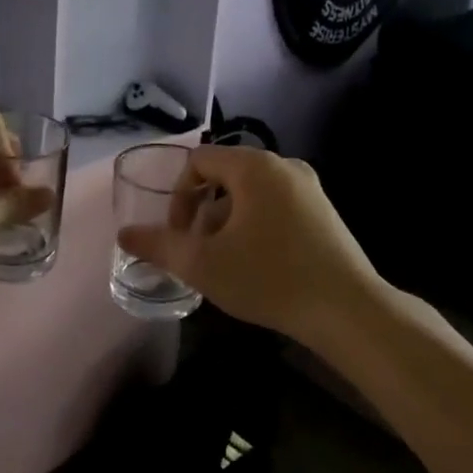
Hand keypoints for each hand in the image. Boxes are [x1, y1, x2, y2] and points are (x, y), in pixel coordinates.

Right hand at [117, 146, 383, 346]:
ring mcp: (309, 187)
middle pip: (224, 176)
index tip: (180, 236)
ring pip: (250, 193)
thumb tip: (124, 234)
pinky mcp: (324, 211)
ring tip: (227, 262)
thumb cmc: (270, 278)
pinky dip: (257, 225)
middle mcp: (284, 165)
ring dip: (228, 221)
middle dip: (203, 212)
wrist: (348, 311)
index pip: (198, 161)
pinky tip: (260, 265)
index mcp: (254, 166)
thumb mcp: (203, 264)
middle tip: (200, 252)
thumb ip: (158, 245)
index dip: (178, 197)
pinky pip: (276, 205)